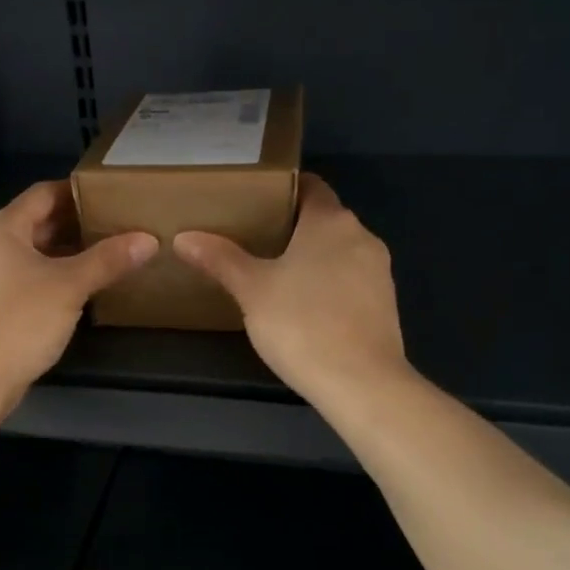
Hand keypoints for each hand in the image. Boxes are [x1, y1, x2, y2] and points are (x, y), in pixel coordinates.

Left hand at [0, 180, 155, 416]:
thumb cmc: (19, 320)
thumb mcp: (69, 285)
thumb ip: (108, 259)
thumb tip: (148, 239)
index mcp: (5, 229)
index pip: (44, 193)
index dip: (78, 190)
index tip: (114, 193)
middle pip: (42, 222)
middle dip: (81, 222)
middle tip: (122, 222)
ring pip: (42, 254)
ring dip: (74, 252)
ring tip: (115, 252)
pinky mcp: (3, 307)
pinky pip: (38, 280)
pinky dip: (64, 277)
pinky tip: (92, 286)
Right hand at [174, 175, 407, 408]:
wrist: (360, 383)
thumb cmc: (301, 324)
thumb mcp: (252, 290)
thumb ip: (220, 259)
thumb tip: (184, 237)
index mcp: (331, 221)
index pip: (310, 186)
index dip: (283, 189)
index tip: (255, 201)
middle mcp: (362, 236)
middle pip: (324, 219)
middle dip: (292, 226)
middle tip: (253, 239)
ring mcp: (379, 271)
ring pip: (340, 251)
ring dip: (312, 257)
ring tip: (275, 274)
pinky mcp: (385, 304)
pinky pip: (351, 280)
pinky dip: (329, 284)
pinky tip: (304, 307)